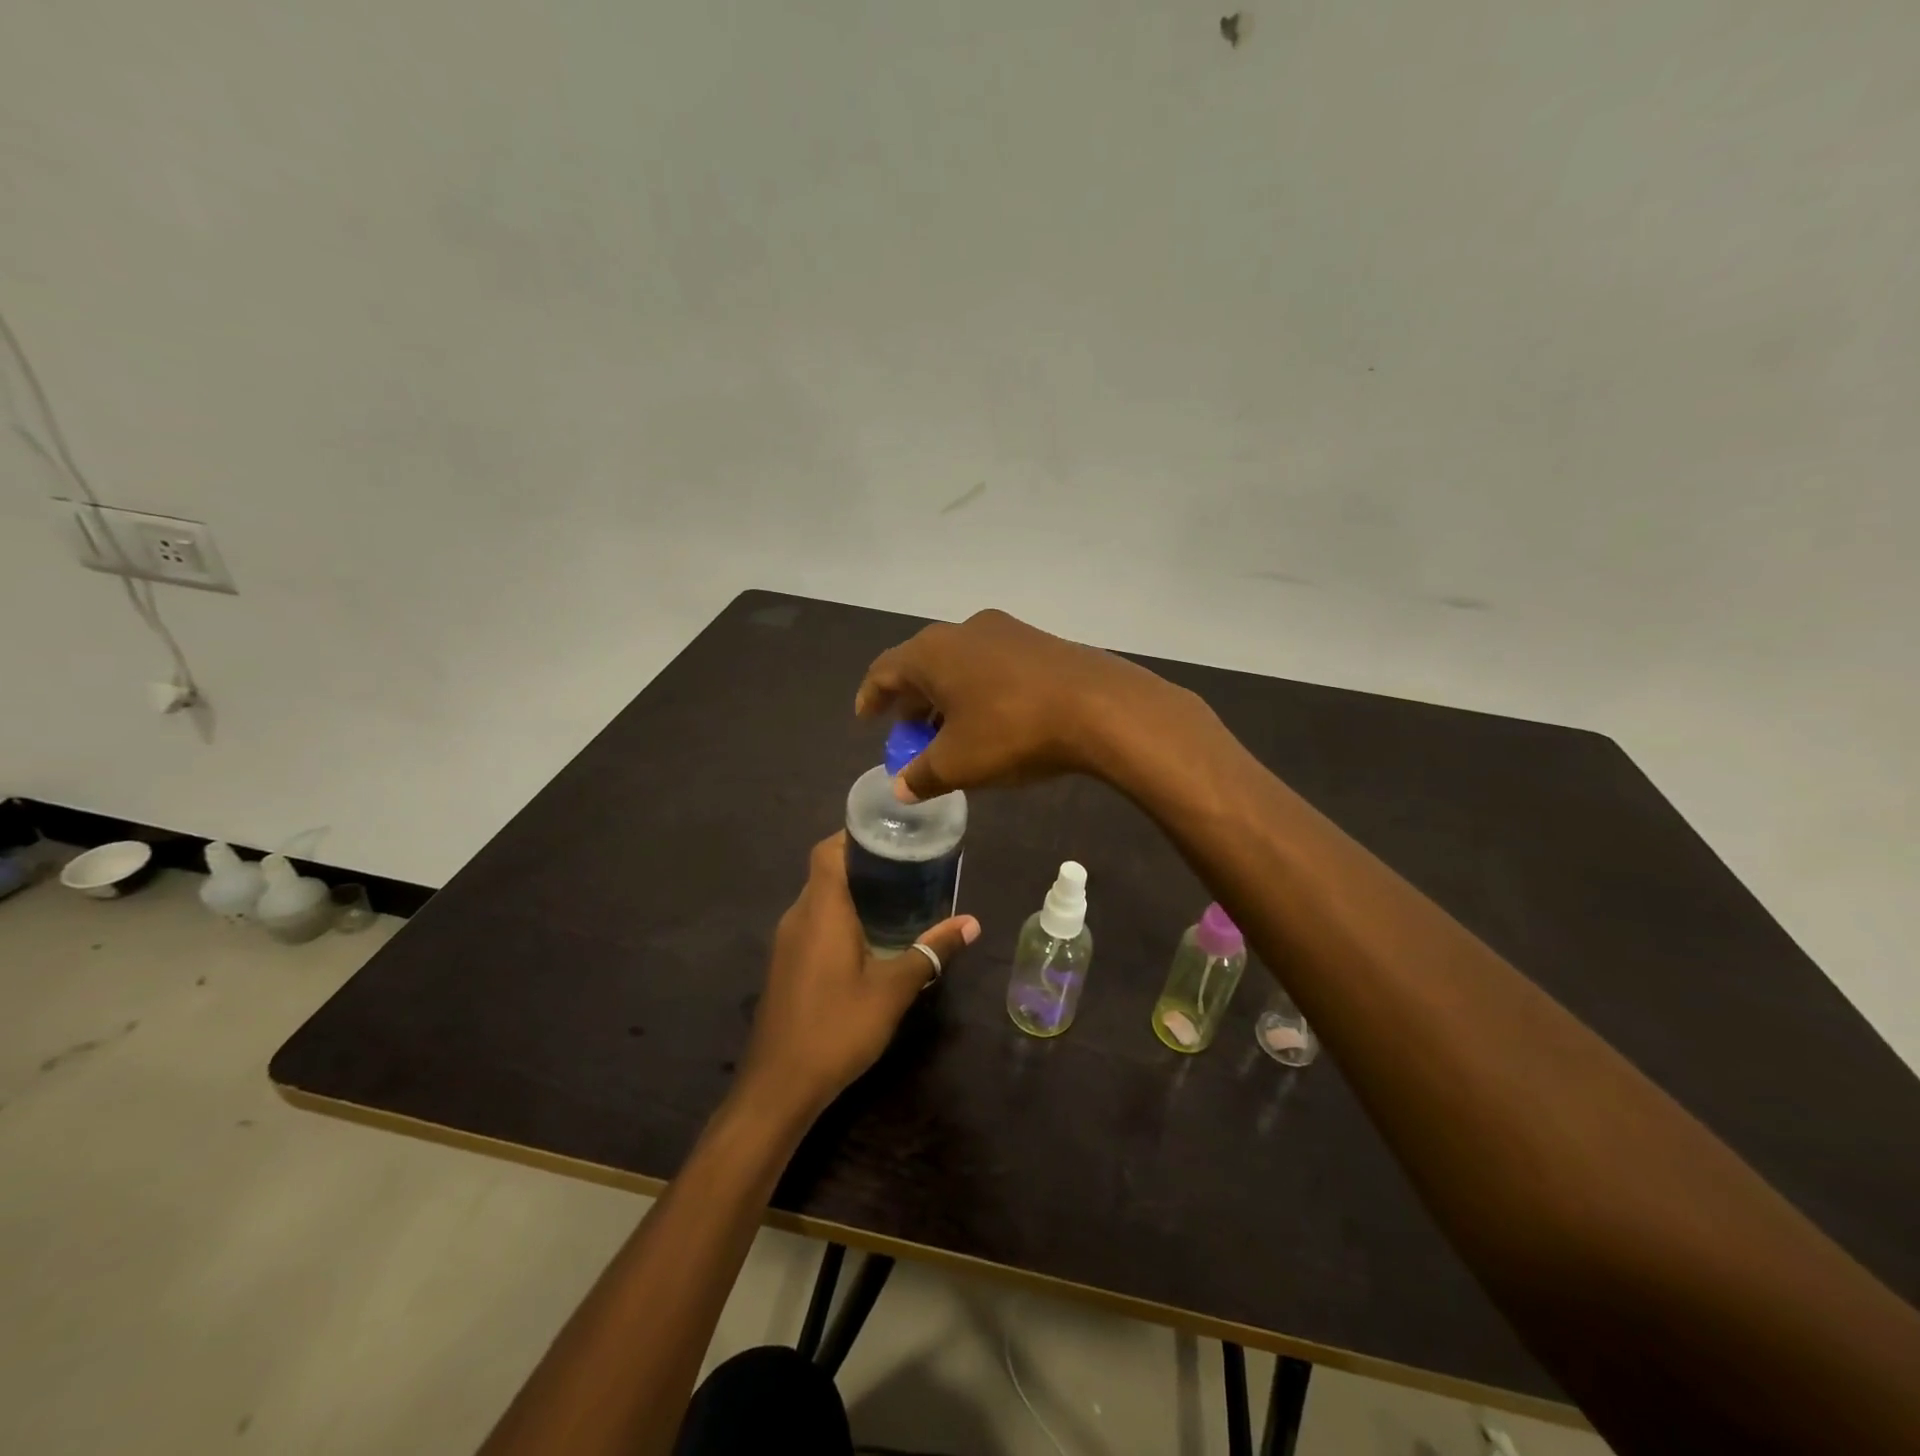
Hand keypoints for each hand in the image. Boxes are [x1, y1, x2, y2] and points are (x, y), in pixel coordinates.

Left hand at [738, 833, 979, 1120]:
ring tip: (897, 895)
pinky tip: (870, 936)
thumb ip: (931, 952)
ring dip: (852, 891)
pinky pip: (814, 922)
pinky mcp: (786, 964)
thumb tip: (971, 922)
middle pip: (826, 871)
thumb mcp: (893, 989)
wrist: (779, 1085)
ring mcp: (787, 941)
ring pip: (820, 898)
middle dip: (864, 863)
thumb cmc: (838, 1028)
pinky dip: (840, 916)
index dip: (856, 835)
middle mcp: (798, 916)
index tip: (892, 834)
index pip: (829, 851)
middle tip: (908, 864)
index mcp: (821, 910)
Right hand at [854, 608, 1195, 801]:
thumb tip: (900, 788)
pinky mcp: (1040, 642)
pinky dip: (978, 691)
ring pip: (960, 664)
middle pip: (923, 665)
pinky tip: (991, 719)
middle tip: (909, 733)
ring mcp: (1006, 631)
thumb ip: (921, 776)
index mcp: (932, 652)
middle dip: (912, 701)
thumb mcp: (958, 764)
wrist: (1099, 707)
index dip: (872, 696)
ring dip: (947, 697)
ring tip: (949, 731)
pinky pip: (992, 665)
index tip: (867, 718)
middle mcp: (964, 630)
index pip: (885, 670)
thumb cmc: (1012, 731)